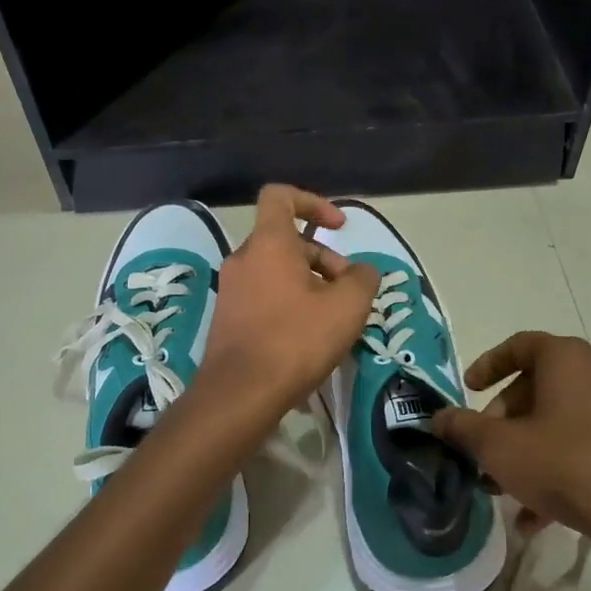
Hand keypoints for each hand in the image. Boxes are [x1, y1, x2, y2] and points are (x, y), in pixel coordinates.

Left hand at [199, 185, 379, 417]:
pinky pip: (265, 296)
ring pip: (277, 271)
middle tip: (348, 293)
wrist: (240, 393)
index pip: (280, 196)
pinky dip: (290, 304)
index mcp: (268, 243)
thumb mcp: (347, 307)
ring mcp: (231, 289)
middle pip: (287, 241)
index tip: (339, 228)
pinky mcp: (228, 318)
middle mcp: (243, 258)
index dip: (313, 203)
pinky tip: (308, 338)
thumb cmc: (296, 340)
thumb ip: (363, 279)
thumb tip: (362, 271)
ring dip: (309, 285)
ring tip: (333, 320)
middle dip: (323, 260)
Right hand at [431, 332, 590, 560]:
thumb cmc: (567, 465)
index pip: (520, 345)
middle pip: (542, 384)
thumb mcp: (501, 448)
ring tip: (507, 487)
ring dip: (531, 447)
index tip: (468, 390)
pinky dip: (561, 465)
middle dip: (507, 417)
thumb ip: (464, 429)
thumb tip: (437, 418)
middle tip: (487, 448)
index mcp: (569, 358)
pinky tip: (539, 515)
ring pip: (565, 418)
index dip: (488, 365)